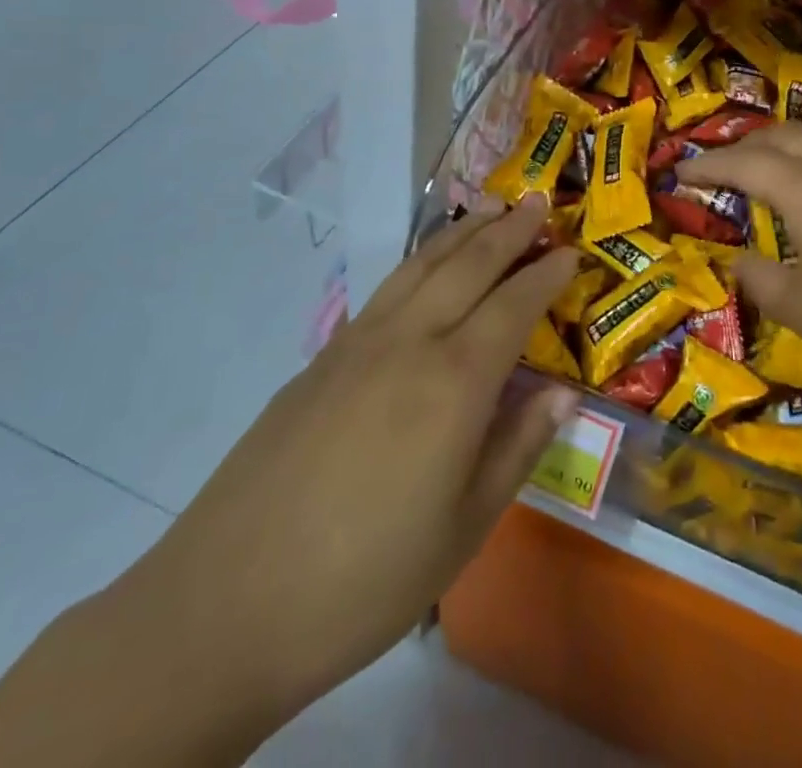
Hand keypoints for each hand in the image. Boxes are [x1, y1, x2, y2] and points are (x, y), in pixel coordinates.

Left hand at [108, 197, 580, 737]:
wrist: (228, 600)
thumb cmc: (366, 577)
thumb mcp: (464, 527)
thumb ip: (517, 447)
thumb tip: (563, 394)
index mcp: (454, 382)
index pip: (514, 306)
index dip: (546, 275)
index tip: (573, 251)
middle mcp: (409, 342)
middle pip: (469, 265)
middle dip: (509, 229)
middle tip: (539, 200)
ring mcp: (359, 342)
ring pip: (422, 264)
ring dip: (462, 232)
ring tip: (489, 209)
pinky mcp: (323, 356)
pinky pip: (388, 288)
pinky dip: (420, 261)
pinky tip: (427, 267)